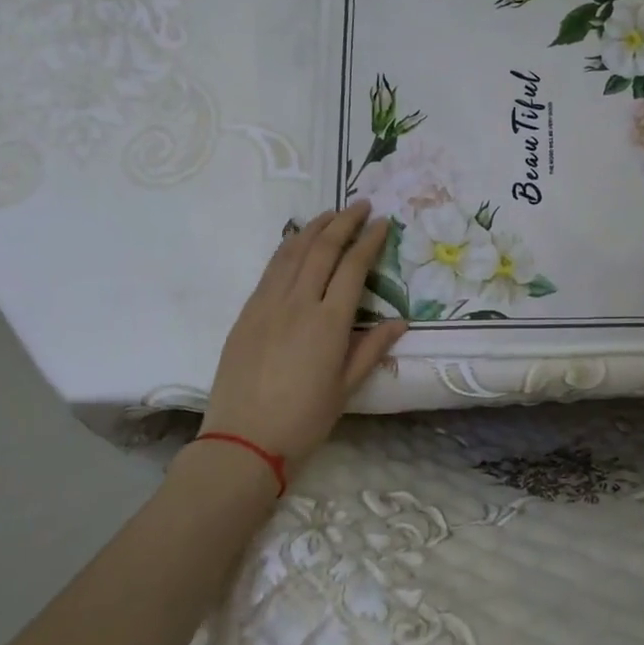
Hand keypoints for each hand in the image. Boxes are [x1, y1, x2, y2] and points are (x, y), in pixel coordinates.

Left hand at [199, 202, 406, 467]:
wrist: (243, 440)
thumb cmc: (303, 419)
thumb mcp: (346, 387)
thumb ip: (372, 348)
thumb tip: (400, 321)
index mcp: (329, 323)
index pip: (353, 268)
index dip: (369, 241)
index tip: (382, 223)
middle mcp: (298, 303)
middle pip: (323, 249)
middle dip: (344, 222)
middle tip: (362, 204)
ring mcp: (268, 304)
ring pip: (293, 252)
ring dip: (315, 227)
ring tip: (331, 213)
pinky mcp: (247, 312)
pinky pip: (271, 268)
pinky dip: (287, 247)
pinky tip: (296, 240)